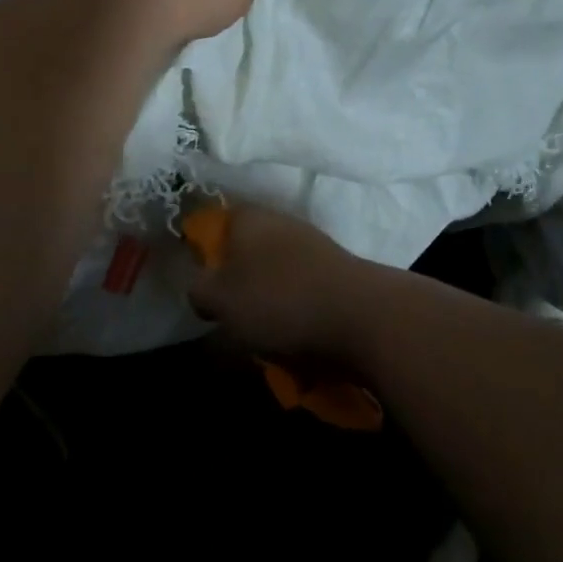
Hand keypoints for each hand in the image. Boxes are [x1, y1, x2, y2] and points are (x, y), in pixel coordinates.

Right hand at [187, 202, 376, 363]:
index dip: (206, 252)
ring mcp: (315, 248)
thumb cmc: (278, 299)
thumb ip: (199, 290)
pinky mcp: (339, 275)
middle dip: (239, 284)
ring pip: (277, 276)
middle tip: (231, 317)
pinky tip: (296, 343)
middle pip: (248, 251)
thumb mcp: (220, 299)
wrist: (363, 317)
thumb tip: (201, 289)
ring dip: (268, 304)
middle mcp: (283, 224)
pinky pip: (305, 294)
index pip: (218, 223)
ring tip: (265, 338)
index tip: (204, 285)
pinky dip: (297, 316)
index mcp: (250, 219)